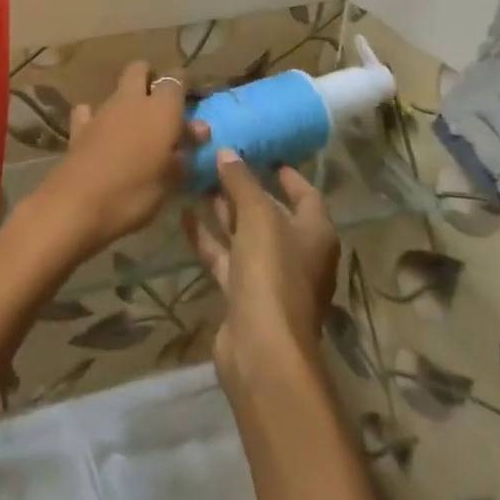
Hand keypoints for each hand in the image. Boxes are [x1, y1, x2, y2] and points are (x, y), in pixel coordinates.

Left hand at [22, 61, 204, 264]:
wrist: (77, 203)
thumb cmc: (134, 193)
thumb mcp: (171, 179)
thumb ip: (184, 150)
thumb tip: (198, 129)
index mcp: (161, 109)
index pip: (176, 79)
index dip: (184, 84)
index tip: (192, 99)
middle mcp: (131, 100)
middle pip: (139, 70)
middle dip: (149, 78)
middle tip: (161, 105)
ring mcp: (101, 111)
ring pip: (116, 91)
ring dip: (126, 102)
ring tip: (136, 128)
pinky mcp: (78, 127)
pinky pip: (89, 111)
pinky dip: (96, 118)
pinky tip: (101, 133)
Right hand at [183, 153, 340, 384]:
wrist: (262, 348)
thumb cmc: (272, 273)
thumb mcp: (258, 217)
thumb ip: (242, 182)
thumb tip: (227, 153)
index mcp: (315, 233)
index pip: (305, 193)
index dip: (286, 173)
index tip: (260, 151)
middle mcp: (297, 253)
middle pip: (271, 213)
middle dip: (245, 189)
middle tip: (216, 162)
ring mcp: (269, 276)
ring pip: (244, 235)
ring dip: (223, 211)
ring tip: (196, 182)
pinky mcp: (243, 295)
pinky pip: (225, 258)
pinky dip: (207, 239)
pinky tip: (184, 217)